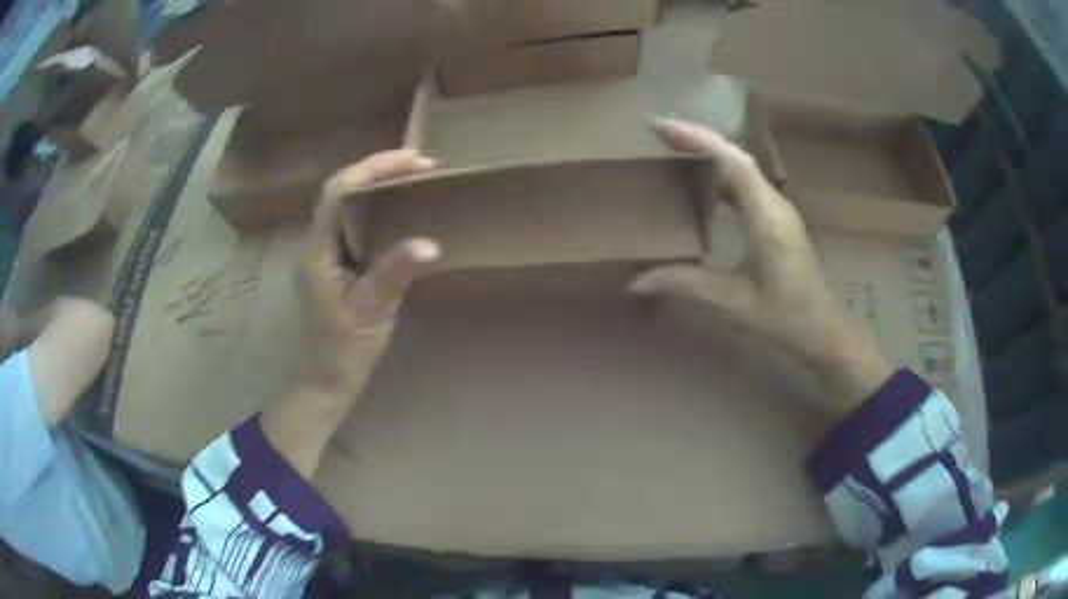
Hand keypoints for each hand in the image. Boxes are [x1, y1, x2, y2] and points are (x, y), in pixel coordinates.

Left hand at [296, 149, 439, 395]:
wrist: (323, 381)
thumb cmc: (342, 351)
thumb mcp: (371, 312)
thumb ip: (394, 274)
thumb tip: (429, 244)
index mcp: (317, 251)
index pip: (338, 192)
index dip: (372, 169)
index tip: (412, 161)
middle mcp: (316, 244)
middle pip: (341, 190)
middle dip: (378, 170)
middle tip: (421, 165)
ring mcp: (323, 253)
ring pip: (346, 205)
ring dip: (377, 186)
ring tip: (414, 179)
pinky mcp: (333, 264)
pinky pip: (353, 224)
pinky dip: (377, 209)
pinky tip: (400, 212)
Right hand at [630, 118, 891, 411]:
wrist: (822, 329)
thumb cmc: (785, 317)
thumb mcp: (734, 303)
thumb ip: (686, 285)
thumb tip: (635, 282)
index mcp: (767, 219)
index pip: (734, 163)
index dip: (698, 139)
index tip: (660, 127)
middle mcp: (775, 205)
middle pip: (736, 156)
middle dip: (697, 138)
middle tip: (656, 132)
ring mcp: (778, 209)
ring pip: (742, 166)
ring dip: (709, 152)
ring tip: (672, 148)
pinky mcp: (776, 217)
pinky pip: (746, 183)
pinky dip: (719, 173)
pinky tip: (700, 181)